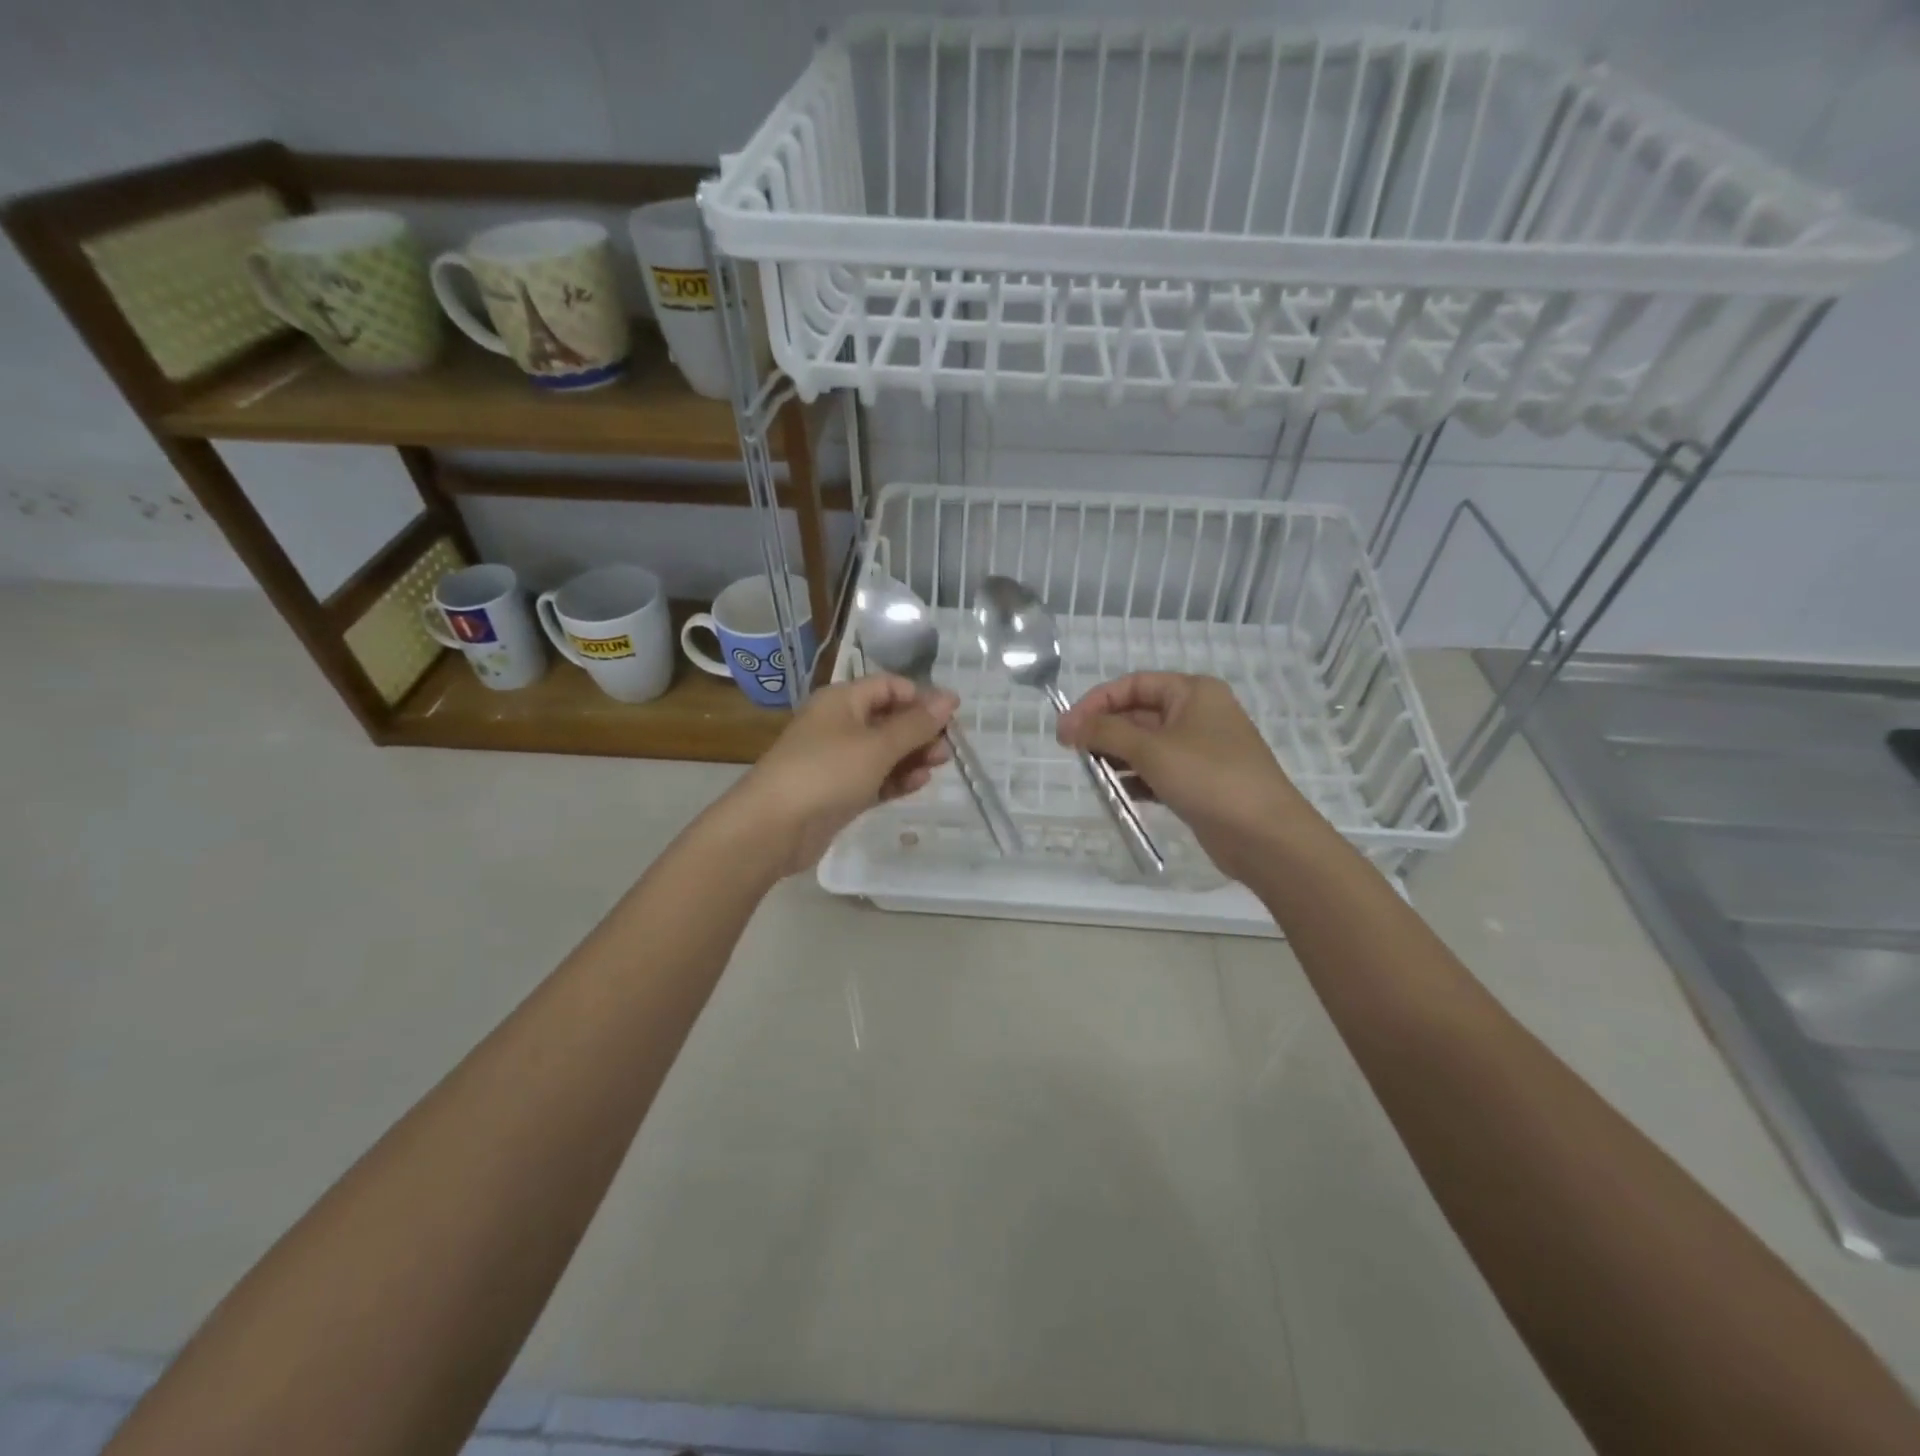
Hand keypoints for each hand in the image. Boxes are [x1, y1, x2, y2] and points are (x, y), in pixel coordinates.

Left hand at [731, 675, 956, 875]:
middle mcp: (839, 724)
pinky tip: (918, 783)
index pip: (888, 686)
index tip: (952, 715)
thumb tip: (949, 699)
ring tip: (939, 765)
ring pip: (884, 751)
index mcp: (842, 701)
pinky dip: (896, 778)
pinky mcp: (840, 791)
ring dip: (912, 755)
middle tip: (949, 747)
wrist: (774, 827)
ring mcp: (838, 760)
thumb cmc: (826, 772)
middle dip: (920, 730)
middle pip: (888, 718)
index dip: (921, 697)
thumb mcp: (877, 745)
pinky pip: (875, 778)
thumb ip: (916, 725)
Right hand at [1055, 673, 1321, 882]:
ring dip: (1117, 756)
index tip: (1066, 728)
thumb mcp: (1151, 750)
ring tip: (1092, 774)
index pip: (1133, 685)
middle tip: (1072, 753)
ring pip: (1146, 745)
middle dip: (1105, 731)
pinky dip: (1136, 778)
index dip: (1096, 702)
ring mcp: (1199, 749)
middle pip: (1138, 713)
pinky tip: (1117, 793)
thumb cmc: (1209, 778)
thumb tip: (1067, 724)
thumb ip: (1105, 732)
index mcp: (1192, 692)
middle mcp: (1197, 714)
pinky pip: (1158, 771)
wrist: (1266, 835)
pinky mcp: (1199, 780)